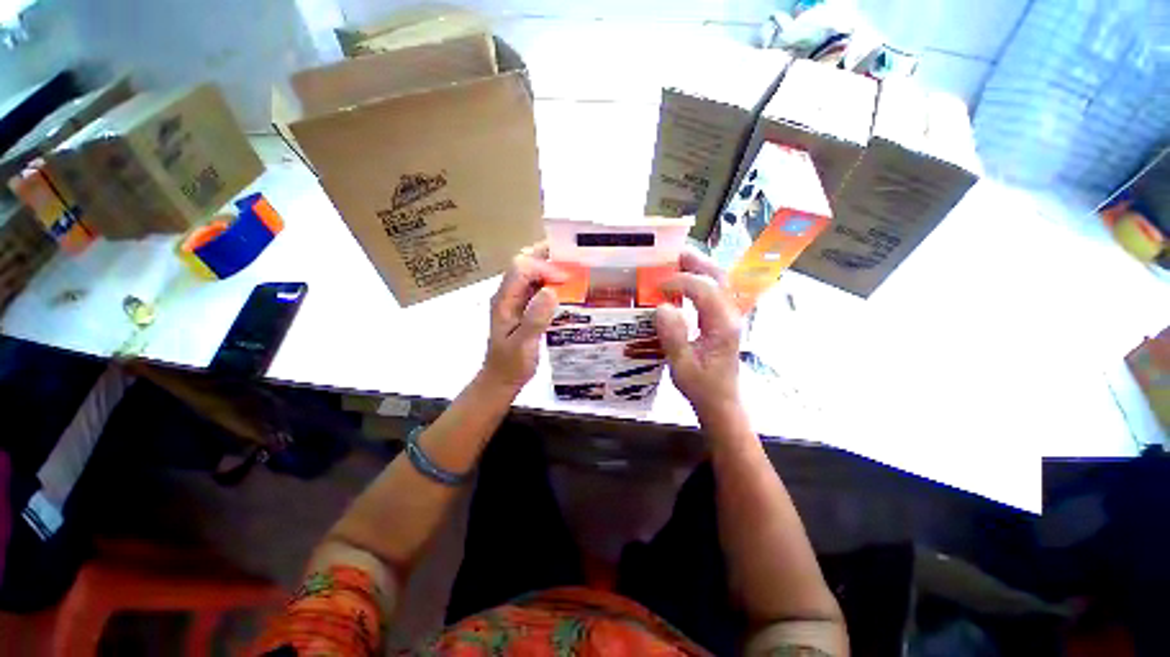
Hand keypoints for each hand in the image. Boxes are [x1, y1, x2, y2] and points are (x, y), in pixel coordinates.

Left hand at [480, 243, 565, 393]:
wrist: (502, 379)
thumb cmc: (511, 364)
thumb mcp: (523, 344)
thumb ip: (535, 318)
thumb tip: (551, 291)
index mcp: (505, 300)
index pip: (522, 269)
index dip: (544, 268)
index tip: (566, 279)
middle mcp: (509, 294)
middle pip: (525, 263)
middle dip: (546, 256)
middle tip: (571, 256)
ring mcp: (516, 300)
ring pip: (532, 273)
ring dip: (551, 268)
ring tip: (573, 268)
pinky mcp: (525, 308)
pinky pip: (538, 287)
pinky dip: (552, 283)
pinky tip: (568, 288)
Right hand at [655, 249, 744, 423]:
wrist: (721, 401)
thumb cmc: (702, 387)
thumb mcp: (682, 366)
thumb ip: (673, 337)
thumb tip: (663, 307)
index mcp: (722, 325)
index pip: (705, 290)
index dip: (681, 282)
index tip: (659, 284)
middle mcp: (730, 316)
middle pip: (719, 278)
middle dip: (697, 262)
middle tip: (673, 253)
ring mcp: (729, 317)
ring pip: (720, 282)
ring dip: (701, 268)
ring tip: (678, 260)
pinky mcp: (723, 321)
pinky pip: (714, 293)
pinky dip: (700, 281)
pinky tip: (685, 283)